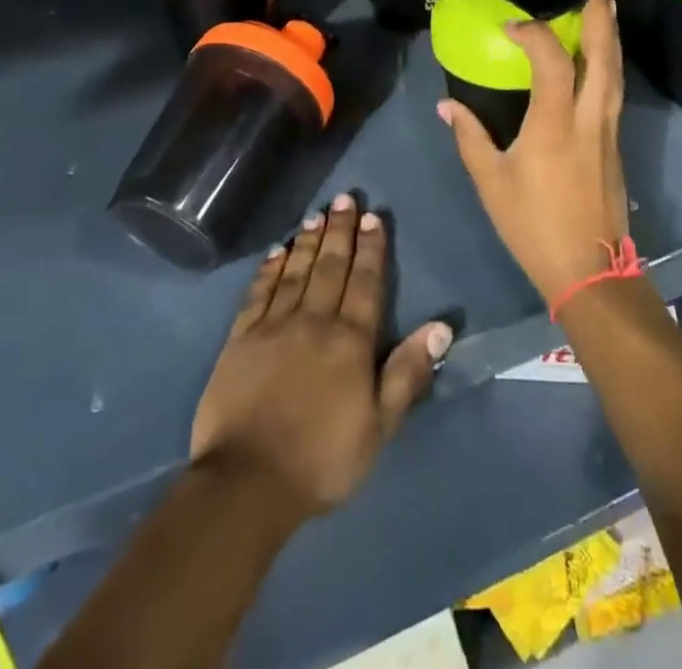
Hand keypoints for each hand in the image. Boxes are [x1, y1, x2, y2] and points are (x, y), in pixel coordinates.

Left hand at [190, 194, 451, 517]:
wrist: (247, 484)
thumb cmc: (322, 460)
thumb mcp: (379, 427)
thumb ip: (407, 373)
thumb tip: (441, 327)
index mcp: (350, 341)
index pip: (366, 283)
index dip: (371, 249)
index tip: (373, 217)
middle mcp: (314, 321)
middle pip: (331, 267)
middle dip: (340, 231)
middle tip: (345, 198)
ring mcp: (274, 326)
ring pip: (296, 271)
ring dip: (308, 241)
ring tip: (317, 213)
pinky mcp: (240, 338)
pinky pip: (258, 293)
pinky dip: (269, 269)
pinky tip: (276, 251)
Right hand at [437, 0, 630, 307]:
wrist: (590, 270)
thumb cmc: (534, 225)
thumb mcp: (490, 182)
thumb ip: (469, 136)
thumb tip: (446, 104)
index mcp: (556, 122)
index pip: (551, 58)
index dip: (532, 33)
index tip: (509, 27)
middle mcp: (590, 115)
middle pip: (603, 51)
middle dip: (600, 7)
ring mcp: (609, 127)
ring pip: (616, 66)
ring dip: (610, 27)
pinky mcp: (615, 140)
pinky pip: (614, 85)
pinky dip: (609, 56)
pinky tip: (599, 49)